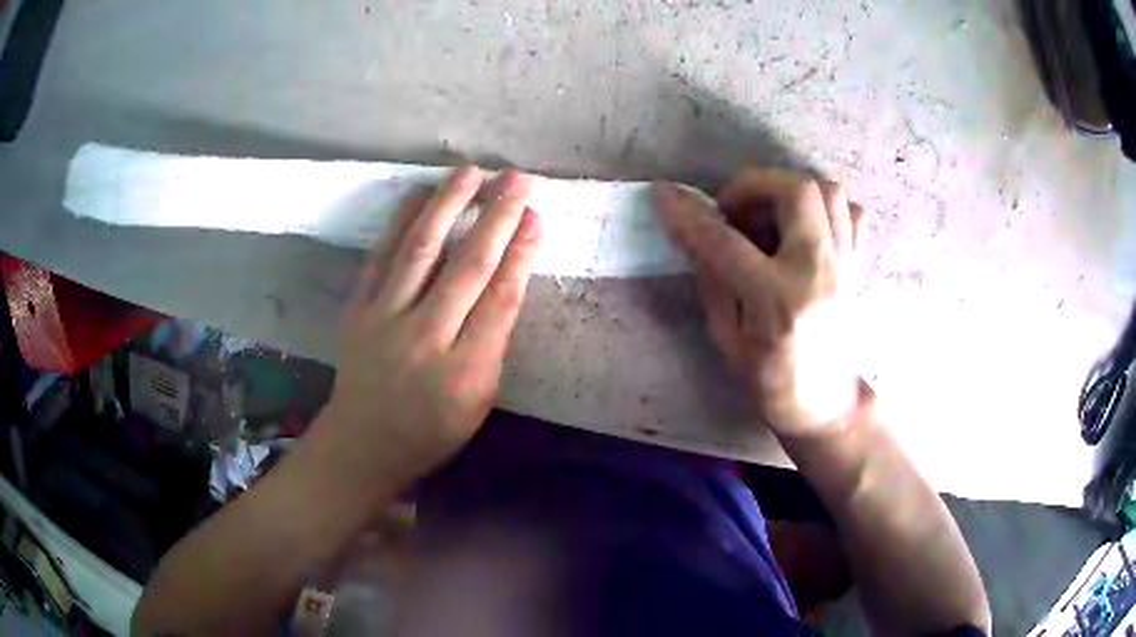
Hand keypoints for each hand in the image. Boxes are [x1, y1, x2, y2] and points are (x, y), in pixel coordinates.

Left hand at [308, 166, 541, 495]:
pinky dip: (401, 222)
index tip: (535, 215)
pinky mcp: (356, 309)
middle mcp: (426, 337)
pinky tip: (419, 195)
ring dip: (448, 204)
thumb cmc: (432, 429)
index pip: (501, 297)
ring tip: (470, 171)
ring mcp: (384, 319)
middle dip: (496, 216)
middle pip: (467, 266)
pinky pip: (381, 255)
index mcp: (466, 369)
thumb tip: (508, 278)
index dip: (521, 251)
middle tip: (517, 178)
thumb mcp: (480, 400)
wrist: (364, 441)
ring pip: (421, 250)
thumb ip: (493, 342)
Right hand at [654, 170, 862, 438]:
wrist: (826, 405)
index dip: (690, 216)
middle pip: (796, 193)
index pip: (726, 243)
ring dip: (788, 191)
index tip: (665, 196)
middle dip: (753, 185)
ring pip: (827, 192)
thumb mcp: (727, 339)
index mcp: (778, 302)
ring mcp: (844, 265)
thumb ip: (712, 279)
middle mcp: (818, 273)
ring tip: (766, 216)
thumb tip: (696, 231)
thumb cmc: (771, 382)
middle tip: (732, 210)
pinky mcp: (856, 264)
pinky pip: (850, 212)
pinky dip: (823, 207)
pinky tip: (801, 228)